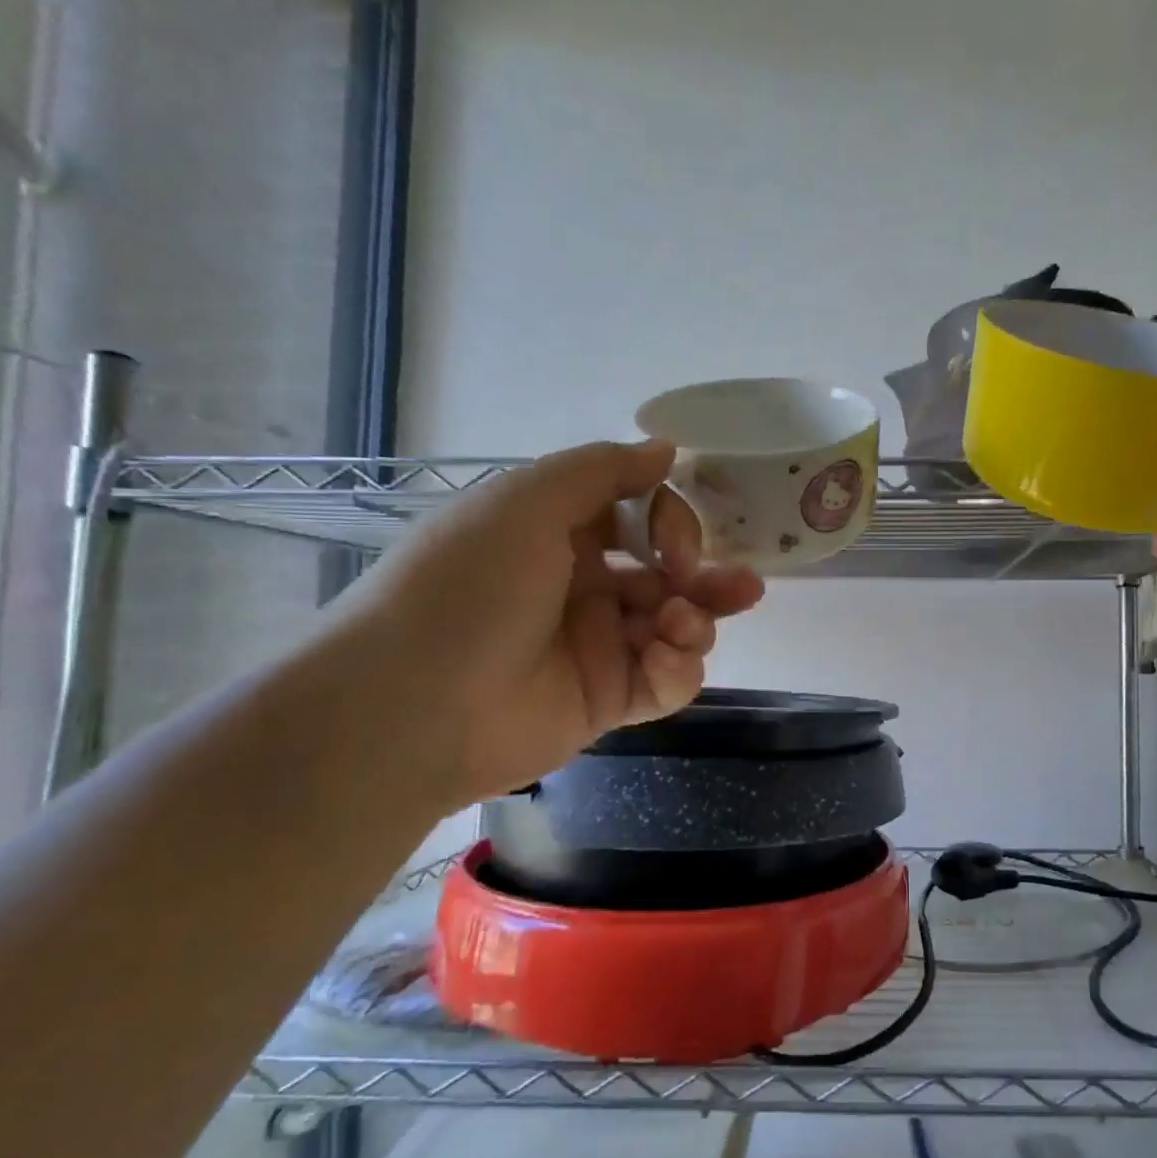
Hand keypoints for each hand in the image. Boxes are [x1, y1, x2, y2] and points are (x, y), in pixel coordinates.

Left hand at [321, 441, 763, 811]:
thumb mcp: (524, 504)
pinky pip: (665, 682)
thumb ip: (602, 470)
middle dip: (709, 577)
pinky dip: (678, 671)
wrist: (412, 708)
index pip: (641, 517)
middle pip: (670, 576)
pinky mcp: (608, 700)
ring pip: (678, 628)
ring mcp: (599, 646)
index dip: (673, 523)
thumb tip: (667, 449)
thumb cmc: (468, 588)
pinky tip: (665, 662)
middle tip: (743, 587)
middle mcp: (584, 586)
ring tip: (684, 628)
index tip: (677, 544)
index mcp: (560, 534)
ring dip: (697, 623)